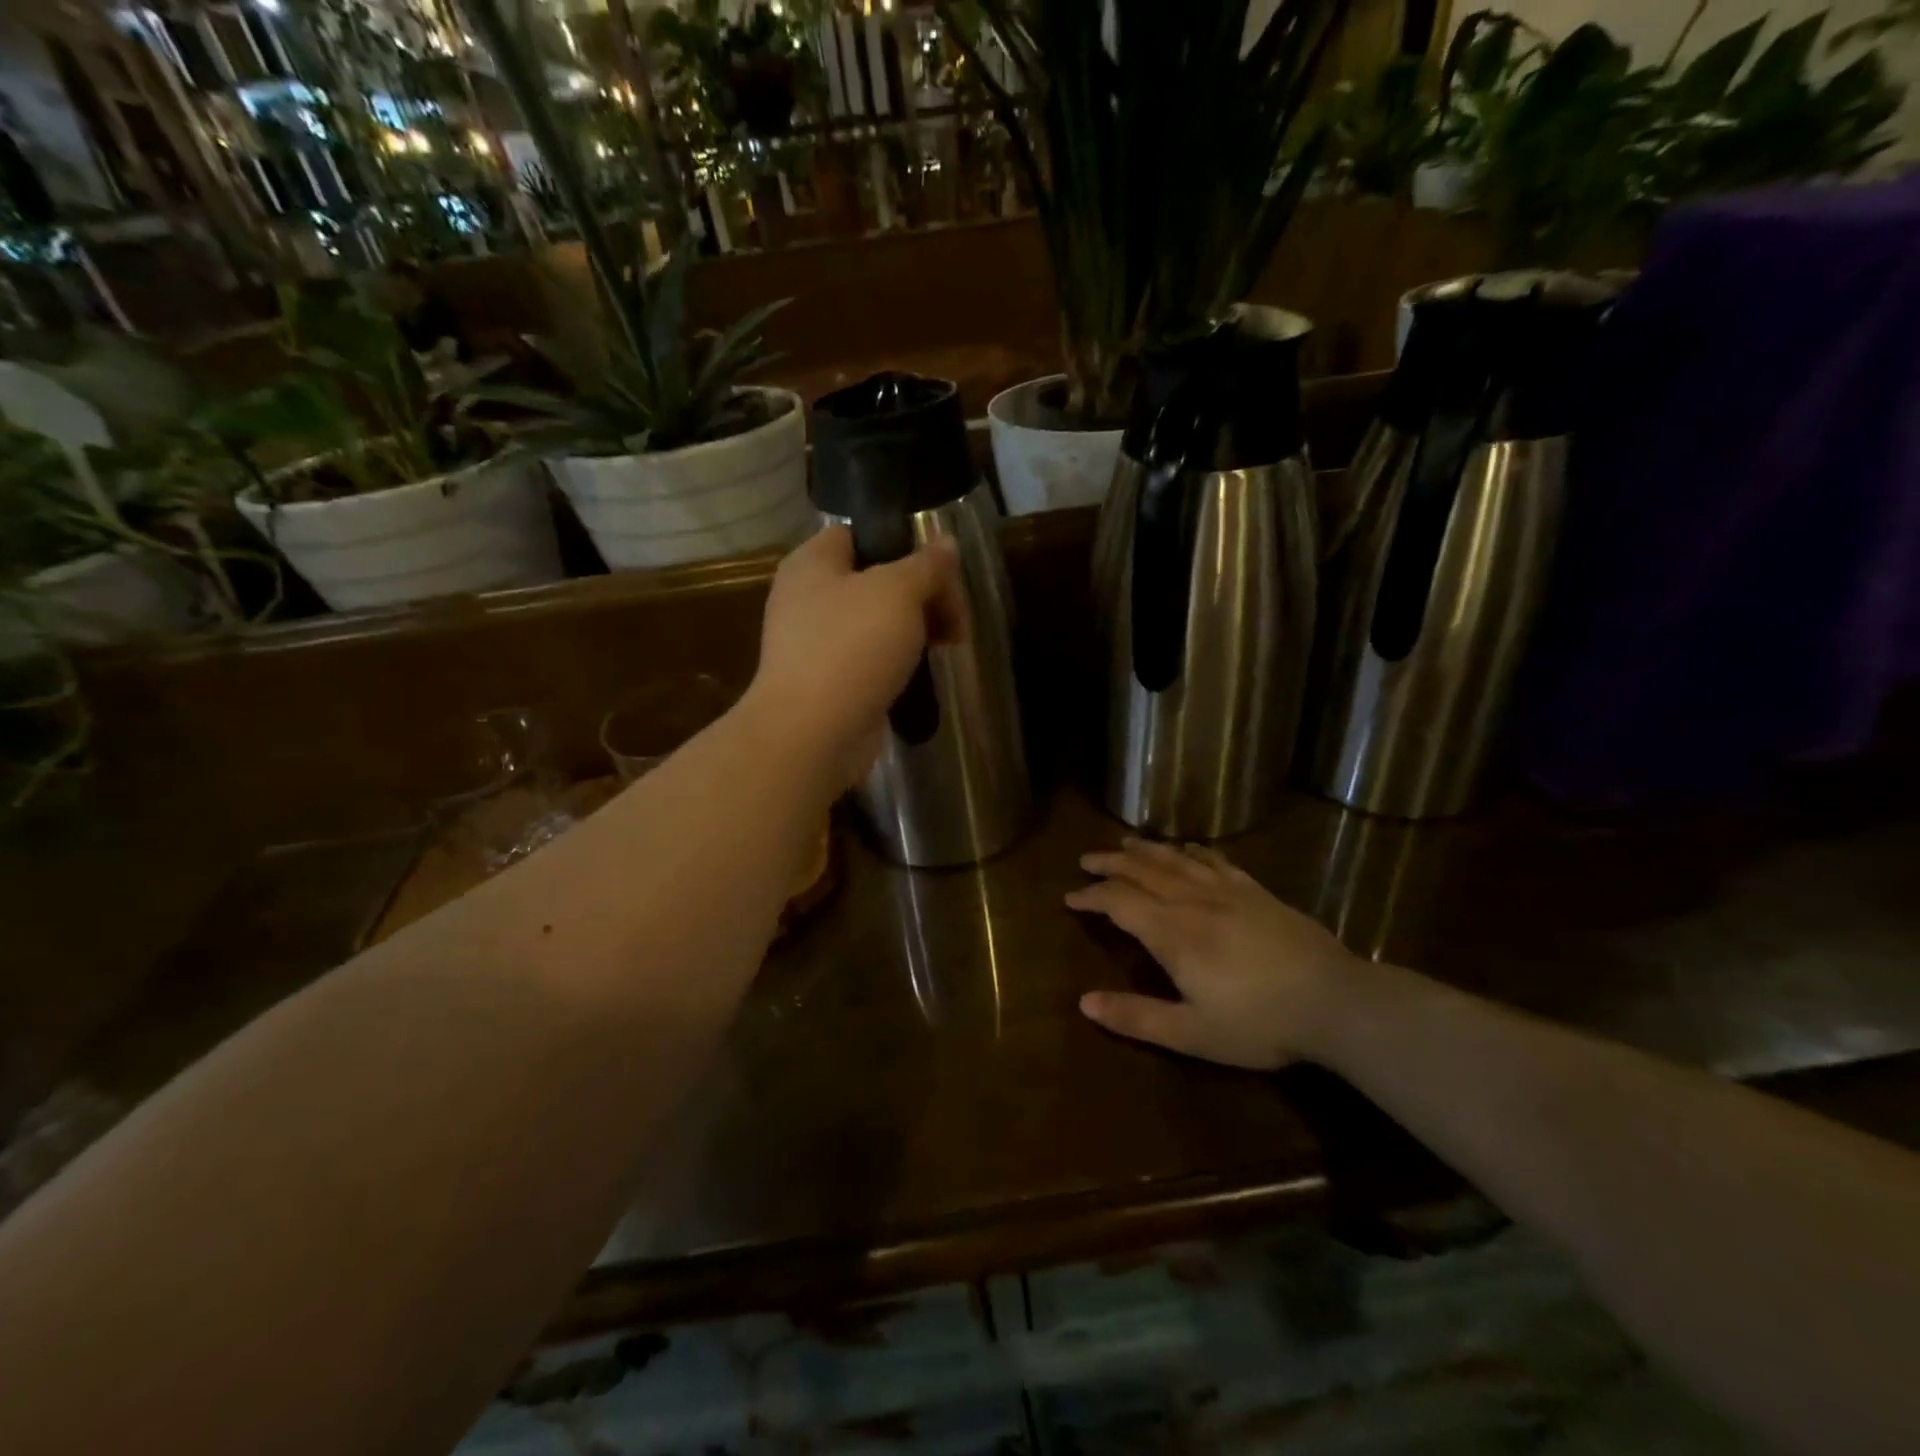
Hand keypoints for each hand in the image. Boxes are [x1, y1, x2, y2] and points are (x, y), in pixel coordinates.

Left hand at [748, 526, 965, 786]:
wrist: (813, 733)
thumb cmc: (851, 647)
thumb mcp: (899, 592)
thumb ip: (926, 565)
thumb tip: (946, 543)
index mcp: (812, 563)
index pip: (858, 535)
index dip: (901, 544)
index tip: (940, 569)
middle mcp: (807, 598)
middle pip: (874, 580)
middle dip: (922, 594)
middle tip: (956, 616)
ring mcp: (815, 644)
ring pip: (875, 622)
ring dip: (914, 630)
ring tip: (949, 644)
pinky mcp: (828, 682)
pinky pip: (869, 659)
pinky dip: (896, 663)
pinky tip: (921, 673)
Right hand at [1067, 839, 1364, 1069]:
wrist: (1335, 1001)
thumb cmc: (1258, 1023)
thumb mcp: (1191, 1033)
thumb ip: (1136, 1016)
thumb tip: (1084, 1003)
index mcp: (1171, 932)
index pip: (1119, 902)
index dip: (1091, 896)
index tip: (1070, 896)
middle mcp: (1192, 901)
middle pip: (1142, 871)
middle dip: (1110, 863)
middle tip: (1086, 859)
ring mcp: (1227, 892)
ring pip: (1175, 860)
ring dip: (1146, 850)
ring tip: (1125, 842)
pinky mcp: (1256, 892)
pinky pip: (1216, 861)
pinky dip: (1194, 851)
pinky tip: (1187, 847)